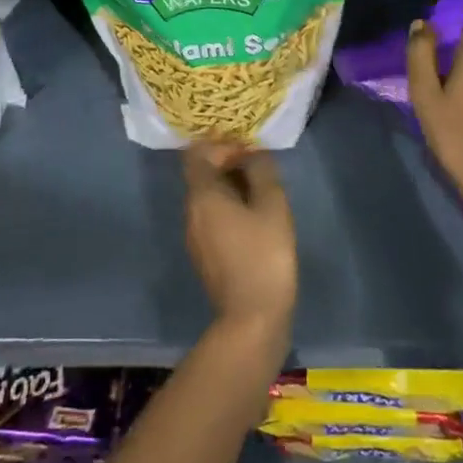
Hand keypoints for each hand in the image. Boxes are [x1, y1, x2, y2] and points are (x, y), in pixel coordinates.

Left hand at [183, 144, 297, 345]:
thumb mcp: (272, 205)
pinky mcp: (205, 255)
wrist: (252, 318)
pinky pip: (212, 218)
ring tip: (263, 190)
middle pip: (202, 175)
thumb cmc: (264, 254)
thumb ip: (262, 171)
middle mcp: (191, 212)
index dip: (220, 144)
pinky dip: (230, 208)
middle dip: (229, 164)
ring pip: (208, 198)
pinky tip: (256, 218)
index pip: (197, 153)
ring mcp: (195, 236)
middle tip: (261, 166)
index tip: (247, 147)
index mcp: (202, 195)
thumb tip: (253, 154)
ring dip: (231, 187)